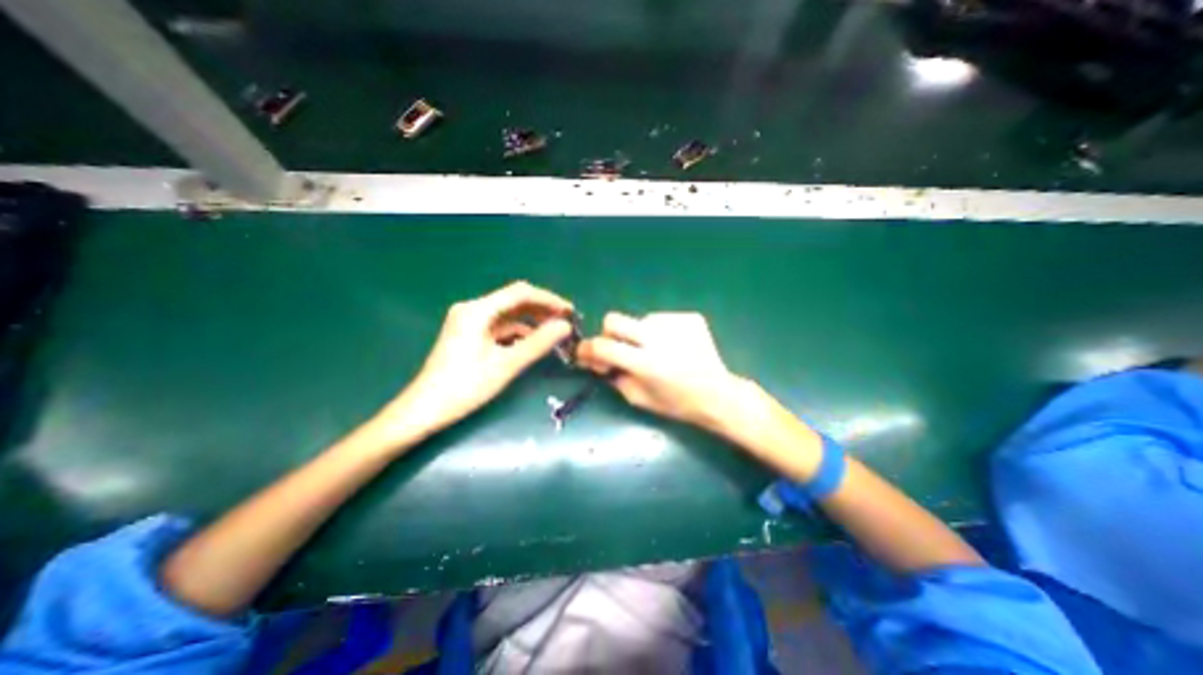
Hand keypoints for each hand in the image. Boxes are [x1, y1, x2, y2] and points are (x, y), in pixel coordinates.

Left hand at [371, 283, 572, 444]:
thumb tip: (565, 327)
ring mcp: (470, 322)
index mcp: (477, 311)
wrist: (424, 410)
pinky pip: (500, 327)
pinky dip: (519, 333)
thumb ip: (538, 343)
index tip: (570, 312)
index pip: (520, 293)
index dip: (548, 300)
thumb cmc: (464, 387)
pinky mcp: (470, 335)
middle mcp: (473, 309)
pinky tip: (533, 343)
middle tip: (566, 323)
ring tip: (554, 333)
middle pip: (514, 301)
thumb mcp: (506, 365)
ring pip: (509, 315)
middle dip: (542, 310)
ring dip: (532, 322)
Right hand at [577, 311, 748, 431]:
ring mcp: (676, 323)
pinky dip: (660, 332)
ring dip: (639, 334)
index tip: (584, 353)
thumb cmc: (677, 403)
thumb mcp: (639, 398)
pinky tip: (673, 346)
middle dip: (609, 333)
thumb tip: (598, 360)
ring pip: (640, 319)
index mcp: (646, 363)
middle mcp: (659, 338)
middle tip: (618, 347)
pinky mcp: (689, 317)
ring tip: (656, 351)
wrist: (717, 394)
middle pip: (615, 319)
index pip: (603, 346)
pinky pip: (661, 319)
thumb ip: (614, 377)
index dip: (587, 349)